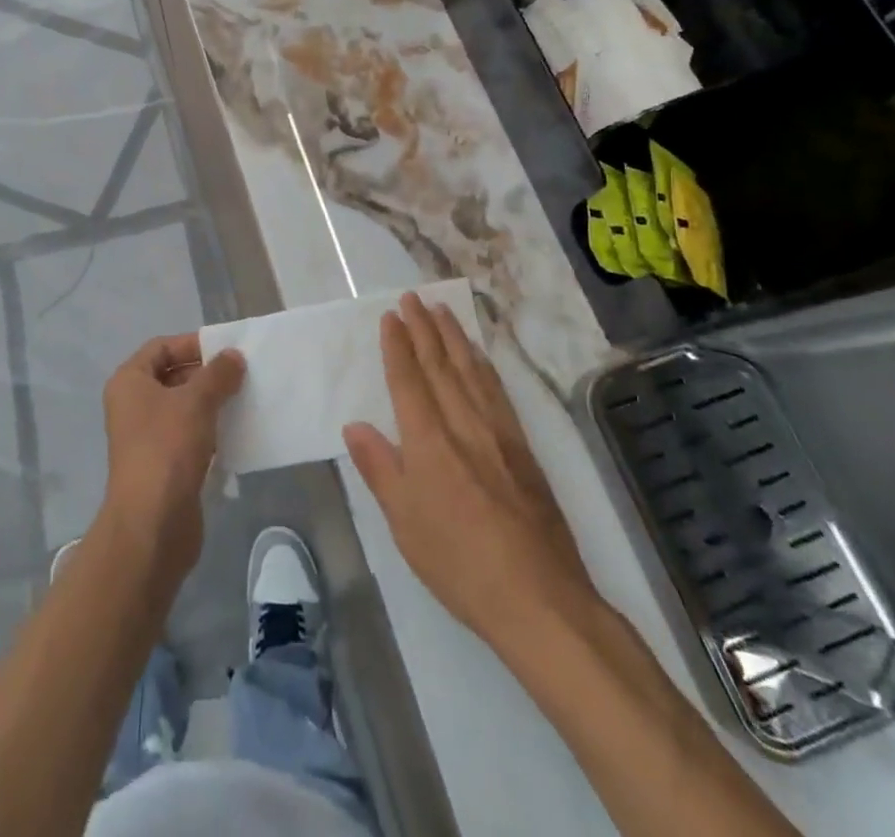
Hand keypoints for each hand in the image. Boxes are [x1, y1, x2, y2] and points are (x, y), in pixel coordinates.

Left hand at [99, 333, 244, 577]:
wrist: (152, 524)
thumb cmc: (167, 448)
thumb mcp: (196, 401)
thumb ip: (218, 374)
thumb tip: (234, 356)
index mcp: (130, 382)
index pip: (161, 347)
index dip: (192, 344)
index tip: (226, 350)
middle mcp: (133, 405)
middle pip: (173, 376)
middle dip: (207, 374)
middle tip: (242, 374)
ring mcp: (147, 437)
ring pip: (184, 408)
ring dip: (212, 402)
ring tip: (245, 399)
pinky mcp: (164, 464)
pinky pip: (189, 436)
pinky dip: (211, 430)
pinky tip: (237, 432)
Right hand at [343, 294, 598, 652]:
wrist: (539, 598)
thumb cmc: (459, 563)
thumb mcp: (405, 523)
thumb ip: (380, 469)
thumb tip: (354, 426)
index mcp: (429, 442)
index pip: (409, 380)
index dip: (398, 345)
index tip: (391, 316)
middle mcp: (463, 425)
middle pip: (440, 365)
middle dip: (424, 328)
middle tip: (413, 297)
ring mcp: (498, 433)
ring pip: (471, 371)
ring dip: (455, 337)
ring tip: (442, 310)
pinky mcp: (523, 448)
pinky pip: (498, 392)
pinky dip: (484, 366)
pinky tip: (480, 357)